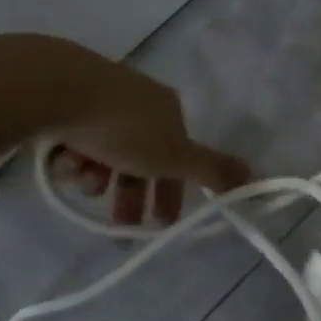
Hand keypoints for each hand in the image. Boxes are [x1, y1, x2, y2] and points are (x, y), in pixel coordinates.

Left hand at [42, 50, 250, 226]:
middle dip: (130, 194)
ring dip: (96, 176)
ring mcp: (100, 98)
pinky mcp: (65, 101)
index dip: (172, 192)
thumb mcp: (175, 156)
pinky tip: (61, 158)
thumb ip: (214, 170)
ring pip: (103, 152)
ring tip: (81, 181)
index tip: (159, 225)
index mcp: (169, 109)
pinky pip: (74, 139)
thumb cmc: (123, 127)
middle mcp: (139, 100)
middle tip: (117, 229)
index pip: (178, 156)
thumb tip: (261, 179)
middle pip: (139, 158)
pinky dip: (70, 155)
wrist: (58, 91)